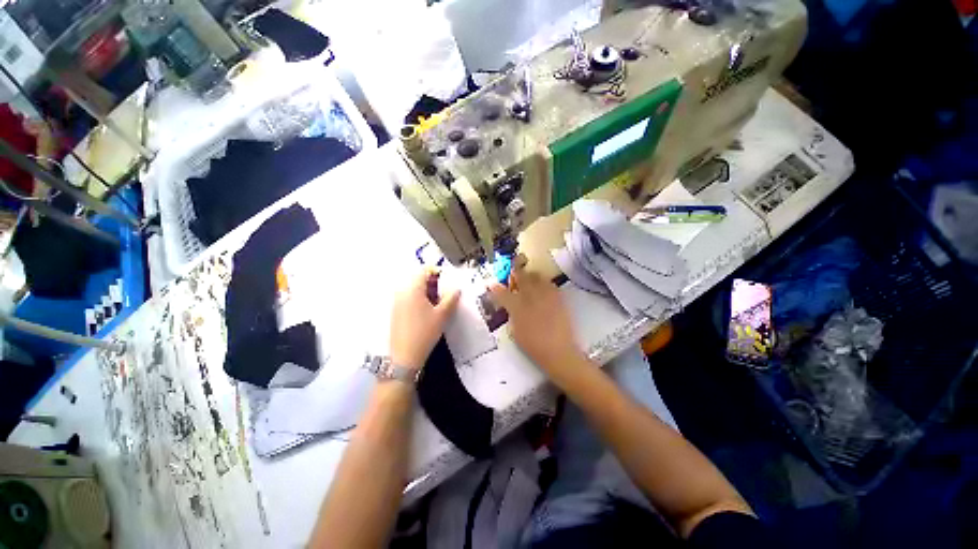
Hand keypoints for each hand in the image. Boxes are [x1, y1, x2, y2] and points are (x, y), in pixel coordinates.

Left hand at [390, 268, 459, 369]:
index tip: (447, 279)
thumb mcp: (442, 315)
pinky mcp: (395, 312)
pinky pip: (408, 298)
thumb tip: (456, 289)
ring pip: (413, 289)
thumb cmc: (425, 332)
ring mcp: (397, 302)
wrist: (404, 356)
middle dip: (432, 283)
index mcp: (413, 290)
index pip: (423, 270)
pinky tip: (427, 311)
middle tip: (445, 292)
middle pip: (417, 279)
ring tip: (438, 303)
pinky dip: (419, 299)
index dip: (436, 271)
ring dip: (426, 291)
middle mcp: (402, 292)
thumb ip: (451, 298)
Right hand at [489, 267, 586, 384]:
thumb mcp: (515, 331)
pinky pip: (549, 284)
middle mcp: (531, 297)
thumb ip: (511, 314)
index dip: (496, 288)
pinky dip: (543, 284)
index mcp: (517, 307)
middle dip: (516, 274)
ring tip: (529, 285)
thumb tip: (511, 306)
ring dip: (530, 277)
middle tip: (515, 280)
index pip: (503, 293)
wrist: (558, 351)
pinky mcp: (558, 297)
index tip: (493, 284)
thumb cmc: (533, 345)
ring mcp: (546, 295)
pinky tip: (542, 292)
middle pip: (522, 276)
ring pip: (536, 276)